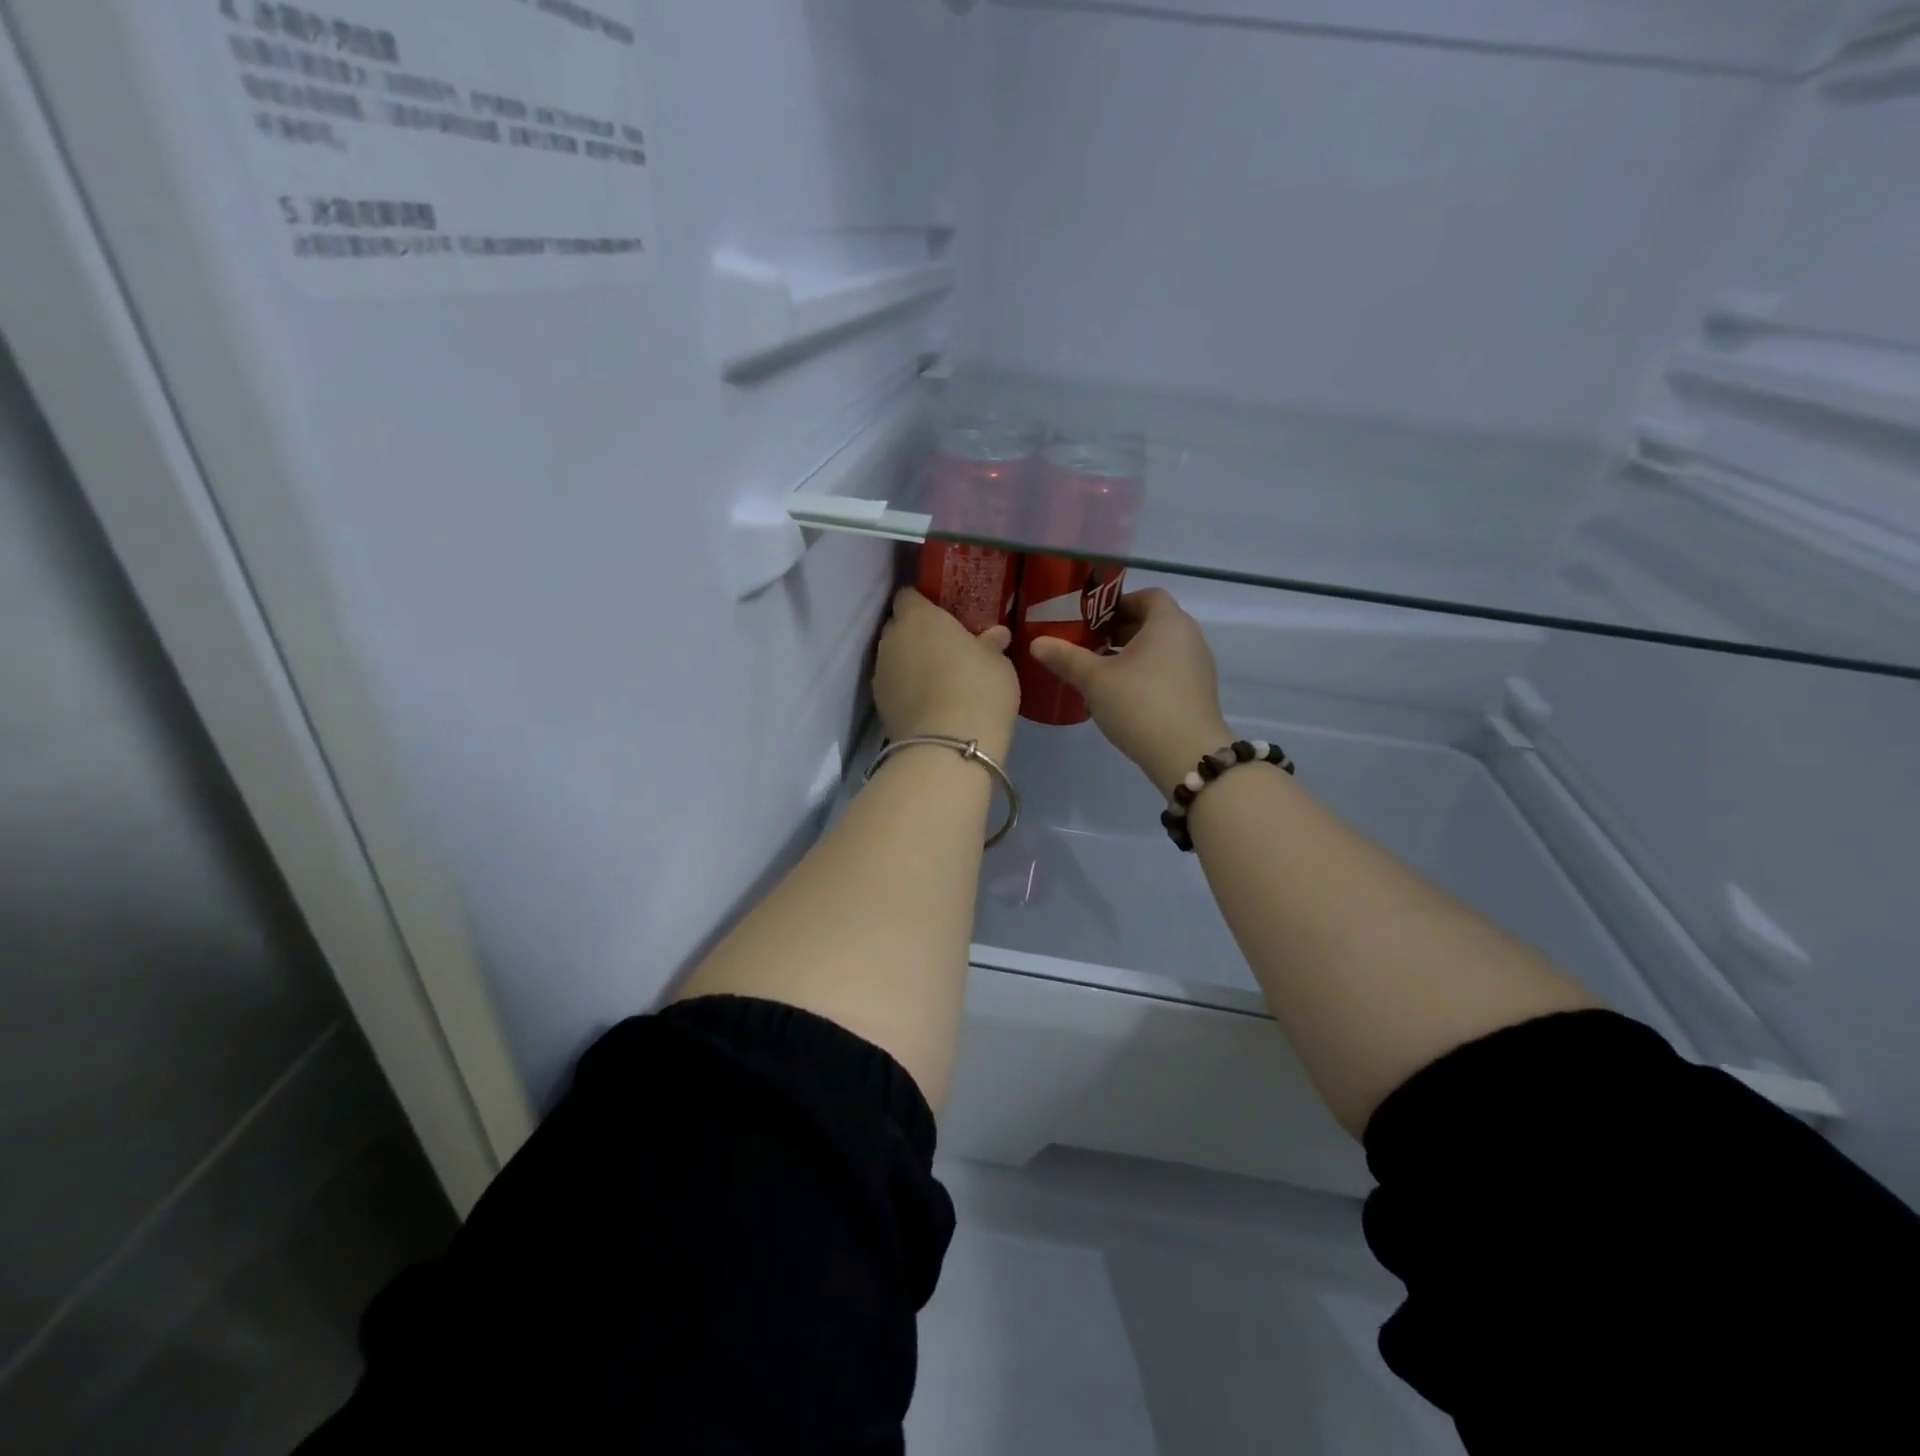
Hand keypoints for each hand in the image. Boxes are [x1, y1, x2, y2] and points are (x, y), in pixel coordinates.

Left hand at [874, 588, 1019, 760]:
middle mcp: (892, 639)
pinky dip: (906, 689)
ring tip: (938, 679)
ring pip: (894, 657)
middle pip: (898, 626)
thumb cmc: (978, 690)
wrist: (947, 747)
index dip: (924, 602)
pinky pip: (893, 685)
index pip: (909, 595)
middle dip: (917, 633)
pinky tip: (928, 702)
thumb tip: (996, 634)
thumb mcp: (998, 664)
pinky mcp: (878, 705)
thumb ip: (992, 644)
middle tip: (945, 647)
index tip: (943, 614)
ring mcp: (880, 673)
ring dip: (910, 662)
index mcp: (918, 617)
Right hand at [1029, 588, 1231, 794]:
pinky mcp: (1199, 692)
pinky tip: (1124, 695)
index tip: (1092, 620)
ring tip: (1102, 672)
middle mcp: (1189, 637)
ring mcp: (1198, 665)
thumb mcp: (1095, 680)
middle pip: (1153, 621)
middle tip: (1089, 645)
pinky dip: (1147, 673)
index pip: (1147, 595)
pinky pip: (1170, 669)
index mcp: (1168, 622)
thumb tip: (1036, 642)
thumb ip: (1066, 658)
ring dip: (1132, 654)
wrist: (1188, 756)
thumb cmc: (1140, 705)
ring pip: (1161, 648)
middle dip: (1120, 630)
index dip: (1118, 603)